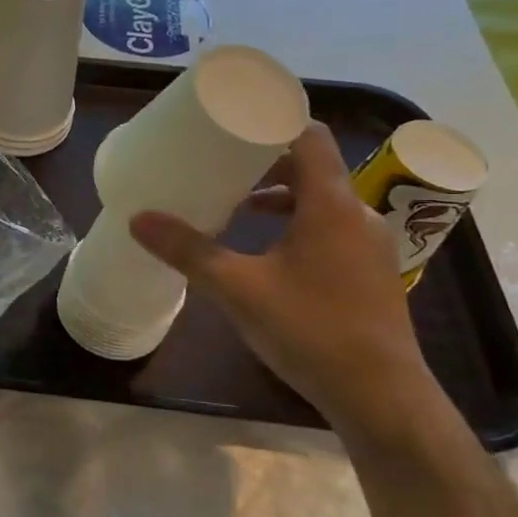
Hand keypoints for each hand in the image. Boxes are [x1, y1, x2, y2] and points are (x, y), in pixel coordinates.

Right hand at [129, 123, 444, 447]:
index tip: (235, 120)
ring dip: (281, 194)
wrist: (379, 396)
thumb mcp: (237, 288)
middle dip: (266, 161)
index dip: (275, 120)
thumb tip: (138, 218)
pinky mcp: (368, 271)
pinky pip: (329, 226)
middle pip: (313, 166)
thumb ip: (188, 250)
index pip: (310, 136)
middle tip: (221, 165)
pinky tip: (266, 250)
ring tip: (237, 206)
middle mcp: (356, 214)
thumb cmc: (310, 329)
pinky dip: (297, 222)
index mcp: (330, 204)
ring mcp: (367, 245)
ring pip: (321, 199)